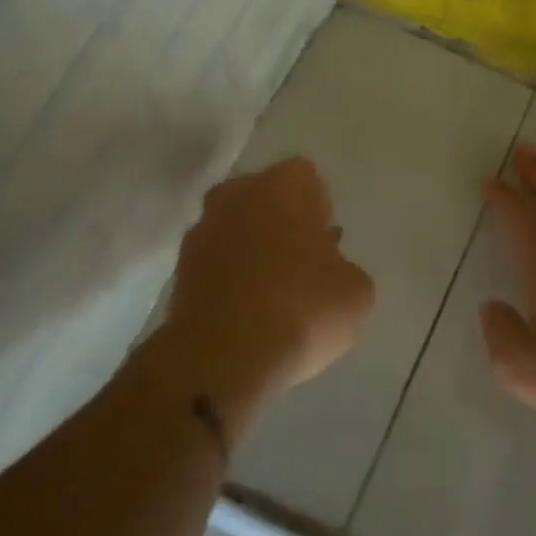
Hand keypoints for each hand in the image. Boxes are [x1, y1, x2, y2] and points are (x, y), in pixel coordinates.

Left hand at [169, 157, 374, 395]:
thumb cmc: (302, 309)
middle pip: (266, 199)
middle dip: (282, 223)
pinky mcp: (179, 267)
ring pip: (237, 228)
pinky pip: (216, 261)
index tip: (326, 241)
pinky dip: (230, 276)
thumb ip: (345, 269)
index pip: (307, 178)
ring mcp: (203, 228)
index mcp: (285, 185)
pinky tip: (248, 310)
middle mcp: (238, 193)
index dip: (319, 208)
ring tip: (274, 292)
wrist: (223, 357)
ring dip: (253, 249)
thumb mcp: (356, 292)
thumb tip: (330, 272)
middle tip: (302, 263)